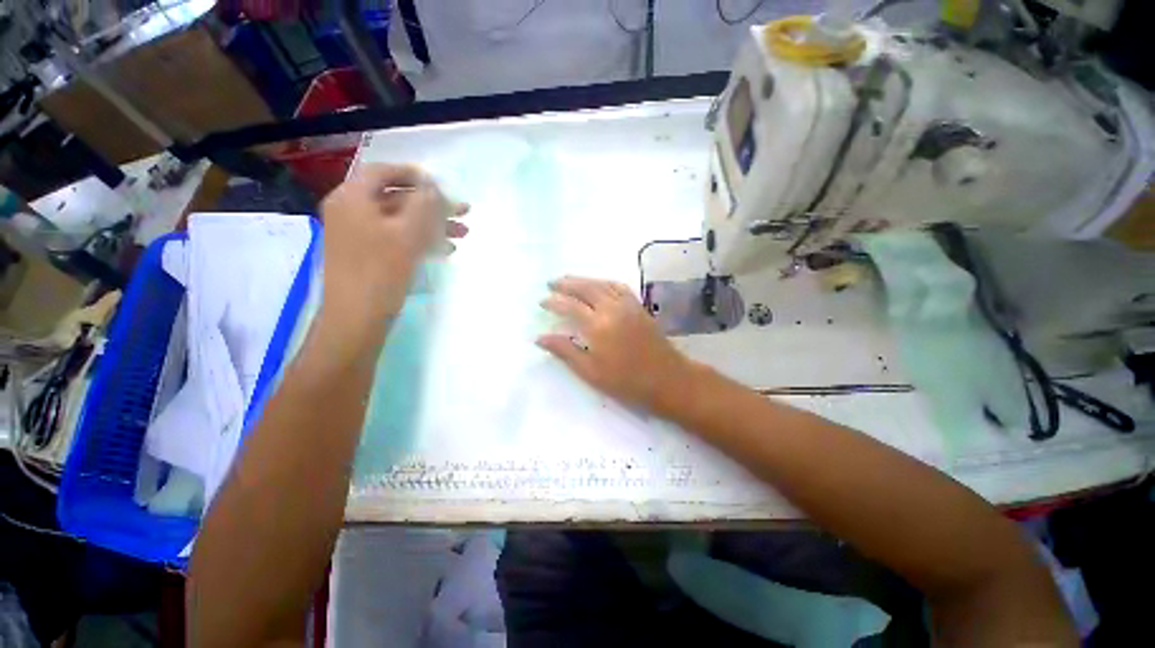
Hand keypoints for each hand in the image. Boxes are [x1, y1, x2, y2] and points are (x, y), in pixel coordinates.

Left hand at [317, 163, 467, 347]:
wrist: (356, 318)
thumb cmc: (381, 271)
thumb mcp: (408, 233)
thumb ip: (425, 204)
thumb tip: (434, 187)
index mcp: (353, 198)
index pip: (384, 172)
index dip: (416, 175)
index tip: (443, 185)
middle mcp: (351, 211)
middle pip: (398, 198)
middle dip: (433, 206)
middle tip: (463, 213)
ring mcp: (358, 235)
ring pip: (401, 221)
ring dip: (433, 225)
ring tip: (462, 235)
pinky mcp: (366, 255)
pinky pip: (396, 238)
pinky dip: (420, 240)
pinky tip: (443, 250)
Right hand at [537, 276, 690, 413]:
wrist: (668, 379)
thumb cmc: (627, 382)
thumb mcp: (591, 372)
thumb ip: (565, 351)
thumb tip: (540, 338)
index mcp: (598, 326)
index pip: (570, 306)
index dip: (554, 302)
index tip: (542, 301)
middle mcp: (612, 308)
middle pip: (585, 288)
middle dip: (566, 283)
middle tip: (551, 283)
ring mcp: (628, 305)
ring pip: (601, 284)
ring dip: (583, 280)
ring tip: (569, 280)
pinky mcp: (639, 306)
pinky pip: (618, 286)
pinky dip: (603, 282)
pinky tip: (598, 285)